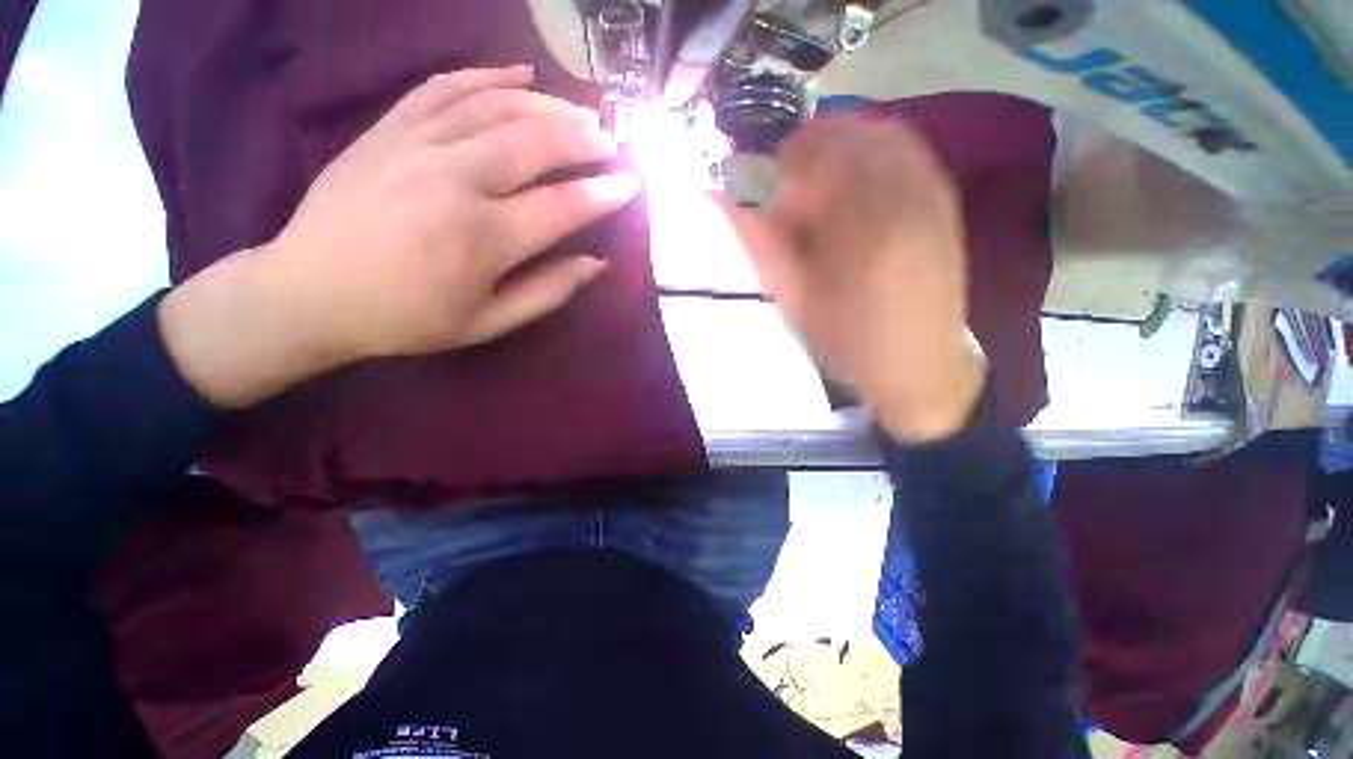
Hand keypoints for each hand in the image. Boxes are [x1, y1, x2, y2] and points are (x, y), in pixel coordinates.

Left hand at [160, 66, 637, 406]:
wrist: (308, 292)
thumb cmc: (407, 319)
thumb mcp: (488, 324)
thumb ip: (548, 292)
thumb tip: (596, 263)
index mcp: (481, 239)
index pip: (561, 207)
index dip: (602, 195)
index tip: (631, 185)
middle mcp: (453, 181)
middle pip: (533, 143)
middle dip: (583, 139)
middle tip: (611, 143)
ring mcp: (415, 146)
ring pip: (495, 106)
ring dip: (547, 105)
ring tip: (580, 114)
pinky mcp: (387, 129)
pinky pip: (444, 88)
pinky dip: (487, 75)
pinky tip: (519, 74)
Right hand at [728, 114, 985, 442]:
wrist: (919, 365)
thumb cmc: (849, 342)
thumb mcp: (794, 300)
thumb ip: (757, 242)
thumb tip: (717, 194)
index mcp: (860, 227)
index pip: (802, 162)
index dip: (767, 169)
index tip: (750, 190)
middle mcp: (903, 194)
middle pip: (841, 134)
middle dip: (799, 153)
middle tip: (779, 189)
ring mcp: (930, 190)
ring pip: (871, 133)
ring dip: (831, 149)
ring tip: (812, 189)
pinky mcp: (942, 197)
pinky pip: (901, 146)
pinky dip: (864, 153)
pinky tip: (849, 189)